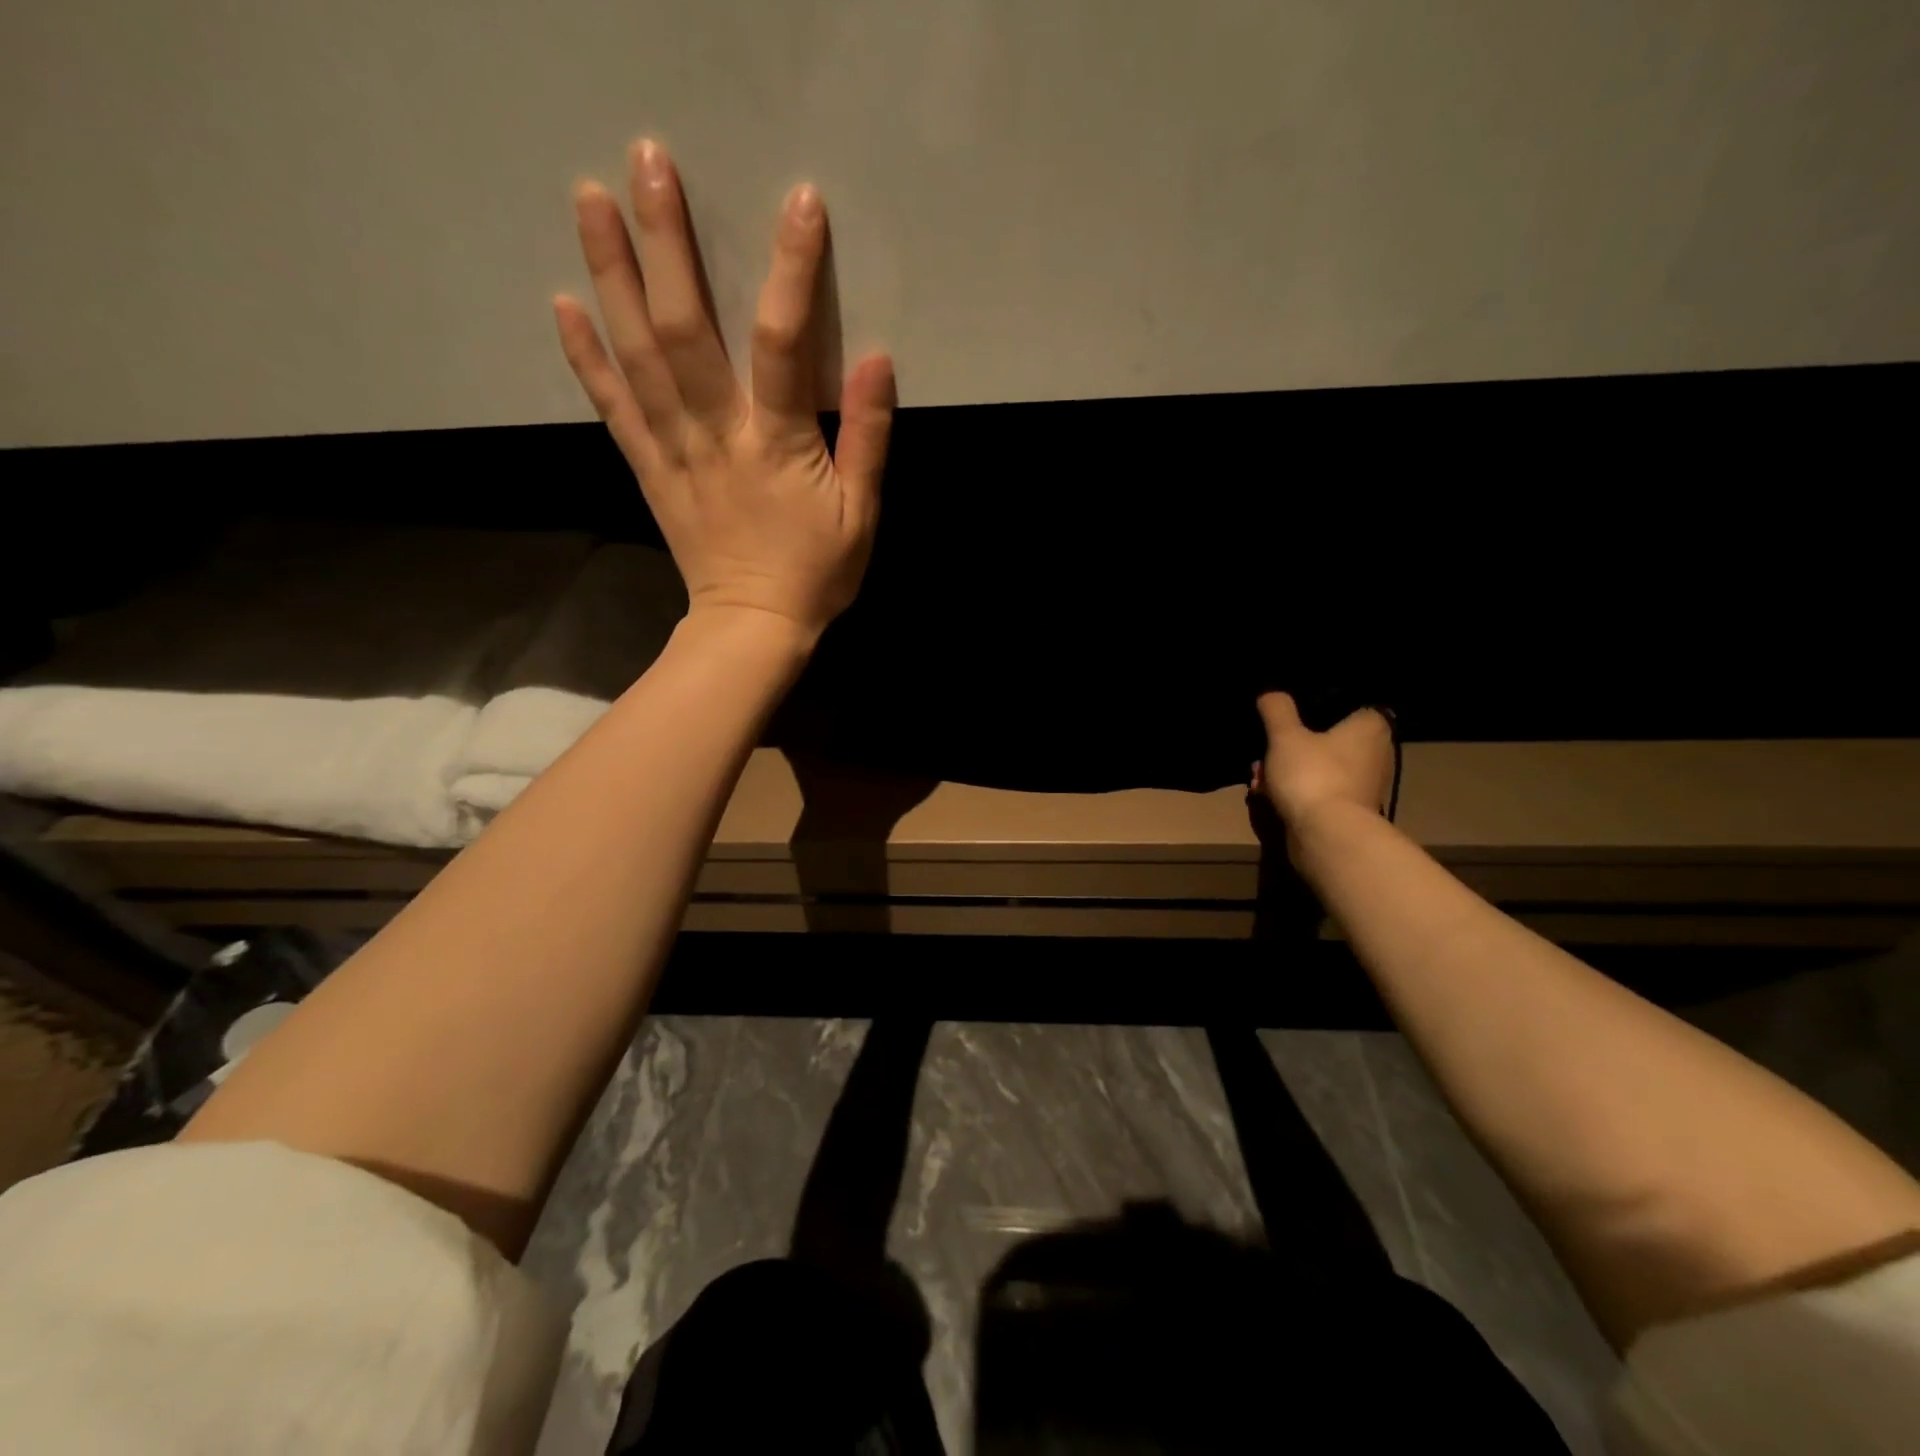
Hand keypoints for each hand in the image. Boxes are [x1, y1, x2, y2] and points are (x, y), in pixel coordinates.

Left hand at [554, 139, 896, 645]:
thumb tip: (879, 360)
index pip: (782, 345)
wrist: (754, 625)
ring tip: (588, 199)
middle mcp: (716, 435)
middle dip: (666, 244)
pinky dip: (585, 358)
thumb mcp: (862, 514)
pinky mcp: (650, 469)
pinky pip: (612, 408)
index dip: (791, 271)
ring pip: (636, 357)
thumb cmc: (817, 573)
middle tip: (646, 161)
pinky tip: (562, 304)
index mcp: (777, 445)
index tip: (797, 202)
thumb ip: (869, 437)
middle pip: (684, 331)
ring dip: (610, 276)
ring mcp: (674, 451)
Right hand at [1252, 693, 1395, 832]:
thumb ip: (1277, 710)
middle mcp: (1375, 753)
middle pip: (1327, 738)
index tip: (1290, 712)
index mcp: (1370, 727)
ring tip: (1258, 776)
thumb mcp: (1285, 736)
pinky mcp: (1348, 810)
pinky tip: (1267, 795)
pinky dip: (1295, 790)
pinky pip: (1318, 790)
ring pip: (1318, 766)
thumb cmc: (1313, 775)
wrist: (1327, 836)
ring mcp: (1363, 785)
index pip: (1348, 703)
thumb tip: (1271, 693)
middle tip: (1265, 749)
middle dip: (1291, 744)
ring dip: (1287, 769)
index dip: (1315, 706)